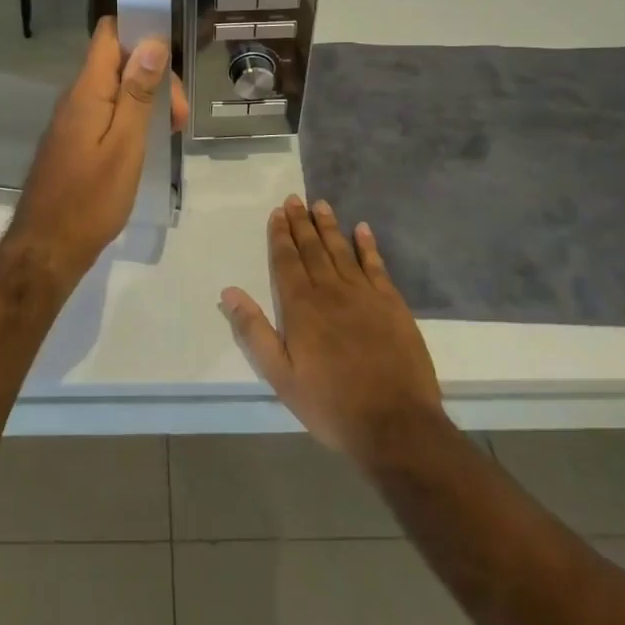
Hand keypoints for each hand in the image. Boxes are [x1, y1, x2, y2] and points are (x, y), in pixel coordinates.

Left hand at [5, 18, 187, 281]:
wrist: (48, 247)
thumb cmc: (91, 198)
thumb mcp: (126, 144)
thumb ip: (137, 93)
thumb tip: (151, 42)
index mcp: (88, 90)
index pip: (109, 34)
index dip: (140, 31)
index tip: (173, 53)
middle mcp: (76, 97)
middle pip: (118, 62)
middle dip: (154, 78)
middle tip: (179, 117)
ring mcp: (73, 120)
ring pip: (114, 89)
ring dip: (146, 100)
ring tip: (171, 132)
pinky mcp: (74, 141)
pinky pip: (106, 112)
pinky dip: (131, 119)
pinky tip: (148, 143)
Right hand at [220, 196, 443, 467]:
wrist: (396, 425)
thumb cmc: (331, 404)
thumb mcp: (281, 376)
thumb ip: (254, 331)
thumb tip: (229, 292)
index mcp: (301, 307)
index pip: (287, 261)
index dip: (280, 235)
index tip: (277, 212)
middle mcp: (331, 291)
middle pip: (313, 249)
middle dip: (301, 223)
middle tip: (295, 199)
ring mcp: (365, 295)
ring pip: (342, 250)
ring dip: (330, 227)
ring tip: (321, 205)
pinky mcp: (392, 305)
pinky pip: (377, 266)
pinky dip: (368, 246)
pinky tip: (362, 229)